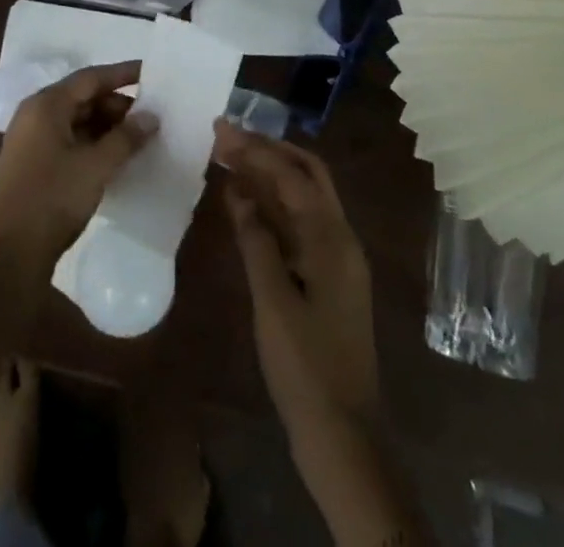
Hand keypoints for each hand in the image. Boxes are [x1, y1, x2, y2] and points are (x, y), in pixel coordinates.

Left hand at [0, 61, 155, 271]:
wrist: (10, 252)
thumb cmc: (53, 198)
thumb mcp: (96, 166)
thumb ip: (125, 138)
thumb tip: (151, 116)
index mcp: (46, 105)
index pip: (90, 78)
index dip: (122, 74)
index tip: (150, 73)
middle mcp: (36, 115)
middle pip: (82, 98)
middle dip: (117, 105)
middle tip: (150, 116)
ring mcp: (32, 140)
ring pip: (76, 120)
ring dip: (106, 126)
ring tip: (139, 137)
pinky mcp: (34, 163)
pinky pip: (69, 140)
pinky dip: (93, 143)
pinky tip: (116, 157)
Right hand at [214, 120, 378, 443]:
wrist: (342, 433)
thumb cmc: (305, 366)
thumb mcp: (273, 301)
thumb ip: (256, 241)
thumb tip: (239, 191)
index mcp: (332, 240)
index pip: (292, 176)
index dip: (256, 150)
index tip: (221, 130)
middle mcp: (340, 238)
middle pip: (307, 175)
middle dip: (269, 150)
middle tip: (228, 137)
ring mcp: (337, 258)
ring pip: (305, 197)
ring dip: (270, 173)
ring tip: (230, 157)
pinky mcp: (328, 276)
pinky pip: (301, 223)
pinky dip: (275, 205)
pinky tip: (246, 203)